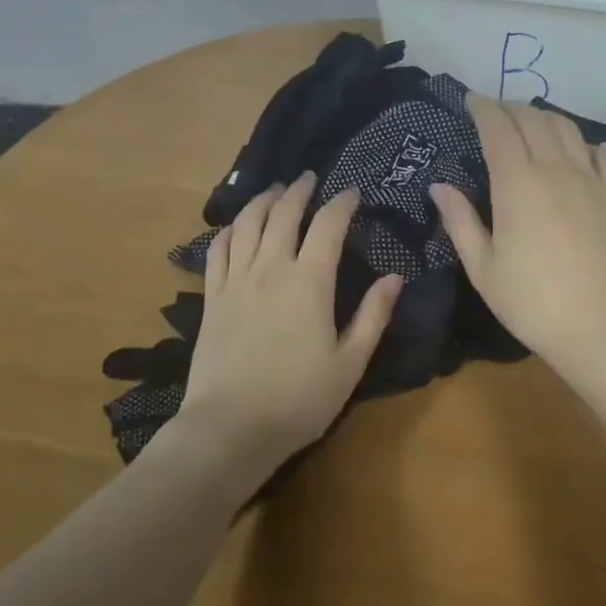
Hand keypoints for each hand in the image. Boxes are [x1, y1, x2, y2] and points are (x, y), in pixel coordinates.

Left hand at [173, 172, 402, 474]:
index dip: (341, 202)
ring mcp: (235, 280)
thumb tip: (394, 278)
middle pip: (283, 213)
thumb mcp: (349, 363)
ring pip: (246, 223)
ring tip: (274, 191)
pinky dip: (229, 230)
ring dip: (262, 200)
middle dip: (298, 190)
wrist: (230, 427)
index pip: (328, 225)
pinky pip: (217, 250)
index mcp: (309, 281)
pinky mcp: (211, 297)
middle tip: (309, 178)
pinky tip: (235, 227)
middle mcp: (270, 268)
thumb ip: (372, 316)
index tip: (352, 191)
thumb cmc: (299, 399)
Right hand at [430, 95, 605, 370]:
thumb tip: (439, 186)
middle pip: (532, 119)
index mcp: (517, 184)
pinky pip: (604, 154)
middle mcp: (555, 169)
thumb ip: (460, 221)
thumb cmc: (532, 302)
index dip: (482, 107)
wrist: (604, 327)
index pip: (498, 127)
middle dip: (510, 107)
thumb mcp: (482, 268)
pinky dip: (587, 142)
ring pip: (568, 129)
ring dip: (545, 117)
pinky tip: (583, 148)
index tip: (470, 100)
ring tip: (531, 122)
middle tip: (495, 111)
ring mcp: (591, 180)